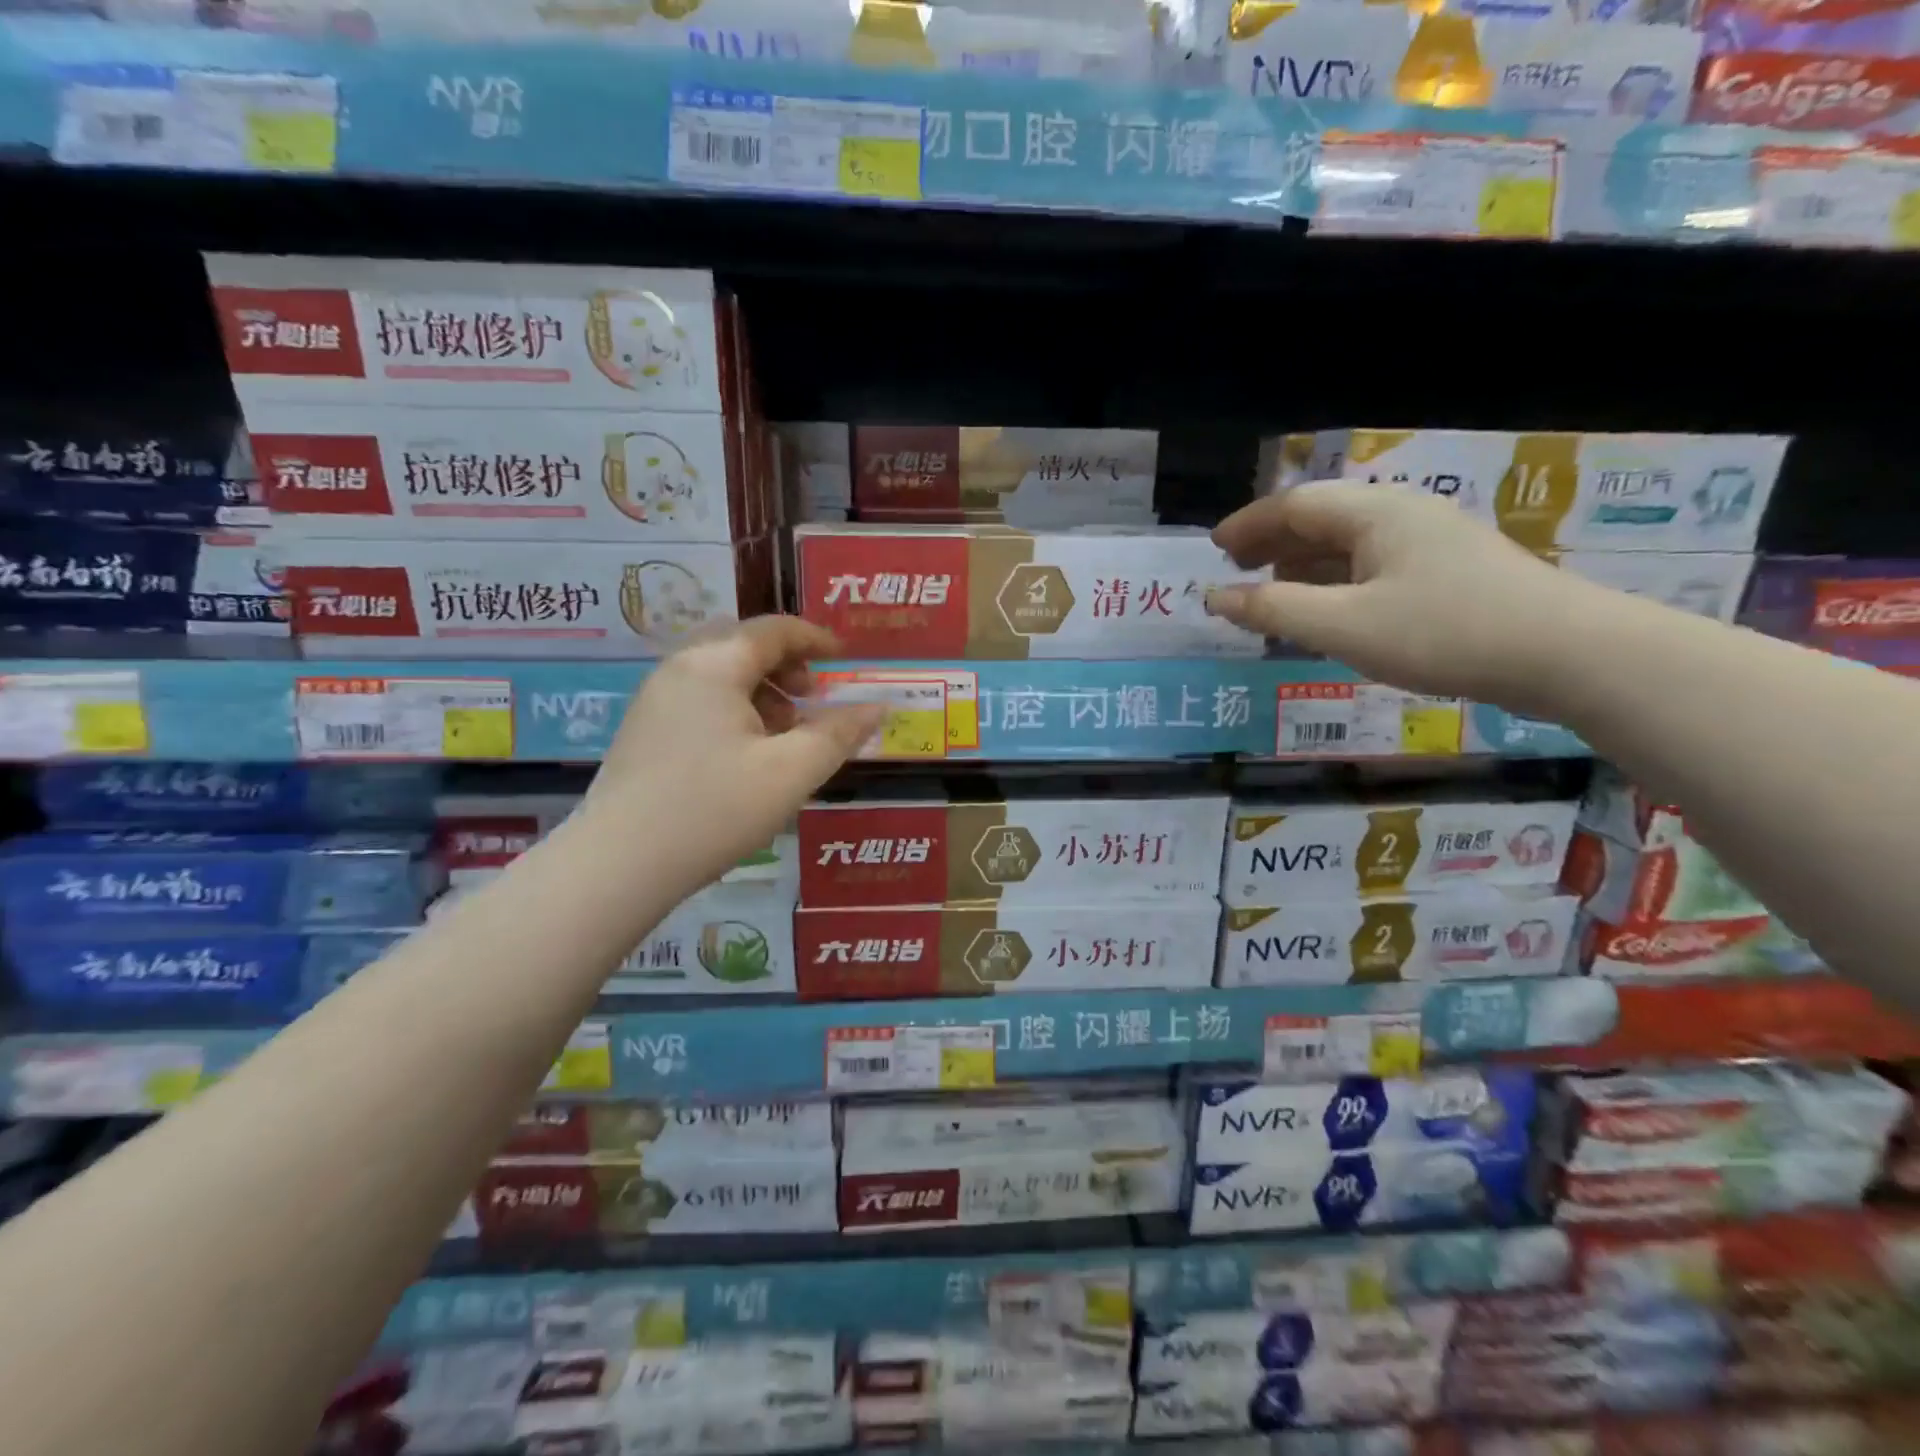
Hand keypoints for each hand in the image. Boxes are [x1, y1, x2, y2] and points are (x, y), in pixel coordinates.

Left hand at [588, 617, 882, 896]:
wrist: (618, 865)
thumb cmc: (715, 810)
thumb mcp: (792, 772)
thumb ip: (839, 733)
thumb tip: (877, 707)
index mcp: (714, 665)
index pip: (773, 629)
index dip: (815, 638)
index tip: (844, 658)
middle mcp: (679, 669)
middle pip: (743, 645)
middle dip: (786, 664)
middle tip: (811, 697)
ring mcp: (654, 700)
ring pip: (719, 674)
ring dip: (761, 689)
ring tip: (784, 735)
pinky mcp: (642, 730)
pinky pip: (699, 699)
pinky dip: (734, 709)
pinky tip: (746, 755)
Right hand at [1203, 483, 1599, 713]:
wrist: (1568, 653)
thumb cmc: (1444, 632)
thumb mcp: (1345, 626)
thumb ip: (1274, 610)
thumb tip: (1215, 597)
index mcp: (1374, 513)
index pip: (1294, 505)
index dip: (1248, 525)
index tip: (1213, 550)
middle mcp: (1401, 515)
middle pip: (1321, 518)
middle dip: (1272, 542)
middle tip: (1235, 572)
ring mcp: (1430, 542)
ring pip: (1348, 543)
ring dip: (1302, 564)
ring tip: (1271, 594)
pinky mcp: (1448, 572)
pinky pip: (1372, 565)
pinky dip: (1335, 582)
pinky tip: (1328, 610)